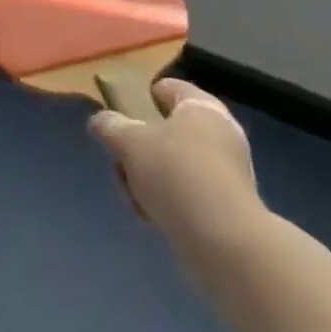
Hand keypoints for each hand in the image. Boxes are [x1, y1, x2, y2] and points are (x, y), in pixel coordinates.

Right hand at [88, 78, 264, 253]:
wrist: (224, 242)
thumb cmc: (175, 175)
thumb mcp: (129, 143)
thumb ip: (110, 126)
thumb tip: (100, 120)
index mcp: (201, 107)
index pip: (169, 88)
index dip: (144, 98)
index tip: (124, 117)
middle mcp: (221, 133)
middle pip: (169, 131)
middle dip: (141, 149)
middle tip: (123, 164)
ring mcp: (229, 172)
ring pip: (176, 165)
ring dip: (151, 179)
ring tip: (136, 198)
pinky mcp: (231, 207)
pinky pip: (190, 193)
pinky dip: (171, 202)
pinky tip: (154, 218)